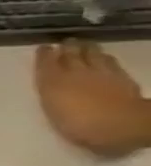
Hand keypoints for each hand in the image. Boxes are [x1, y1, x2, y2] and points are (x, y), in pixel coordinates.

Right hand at [34, 41, 150, 156]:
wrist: (121, 123)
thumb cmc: (78, 123)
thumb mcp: (51, 109)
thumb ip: (50, 93)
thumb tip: (50, 83)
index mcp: (53, 81)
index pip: (47, 64)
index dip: (45, 55)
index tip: (44, 47)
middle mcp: (76, 73)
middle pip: (72, 56)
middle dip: (68, 48)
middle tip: (66, 41)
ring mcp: (102, 74)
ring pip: (93, 56)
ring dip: (87, 49)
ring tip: (84, 45)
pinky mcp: (122, 77)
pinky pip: (110, 62)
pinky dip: (104, 57)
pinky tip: (104, 57)